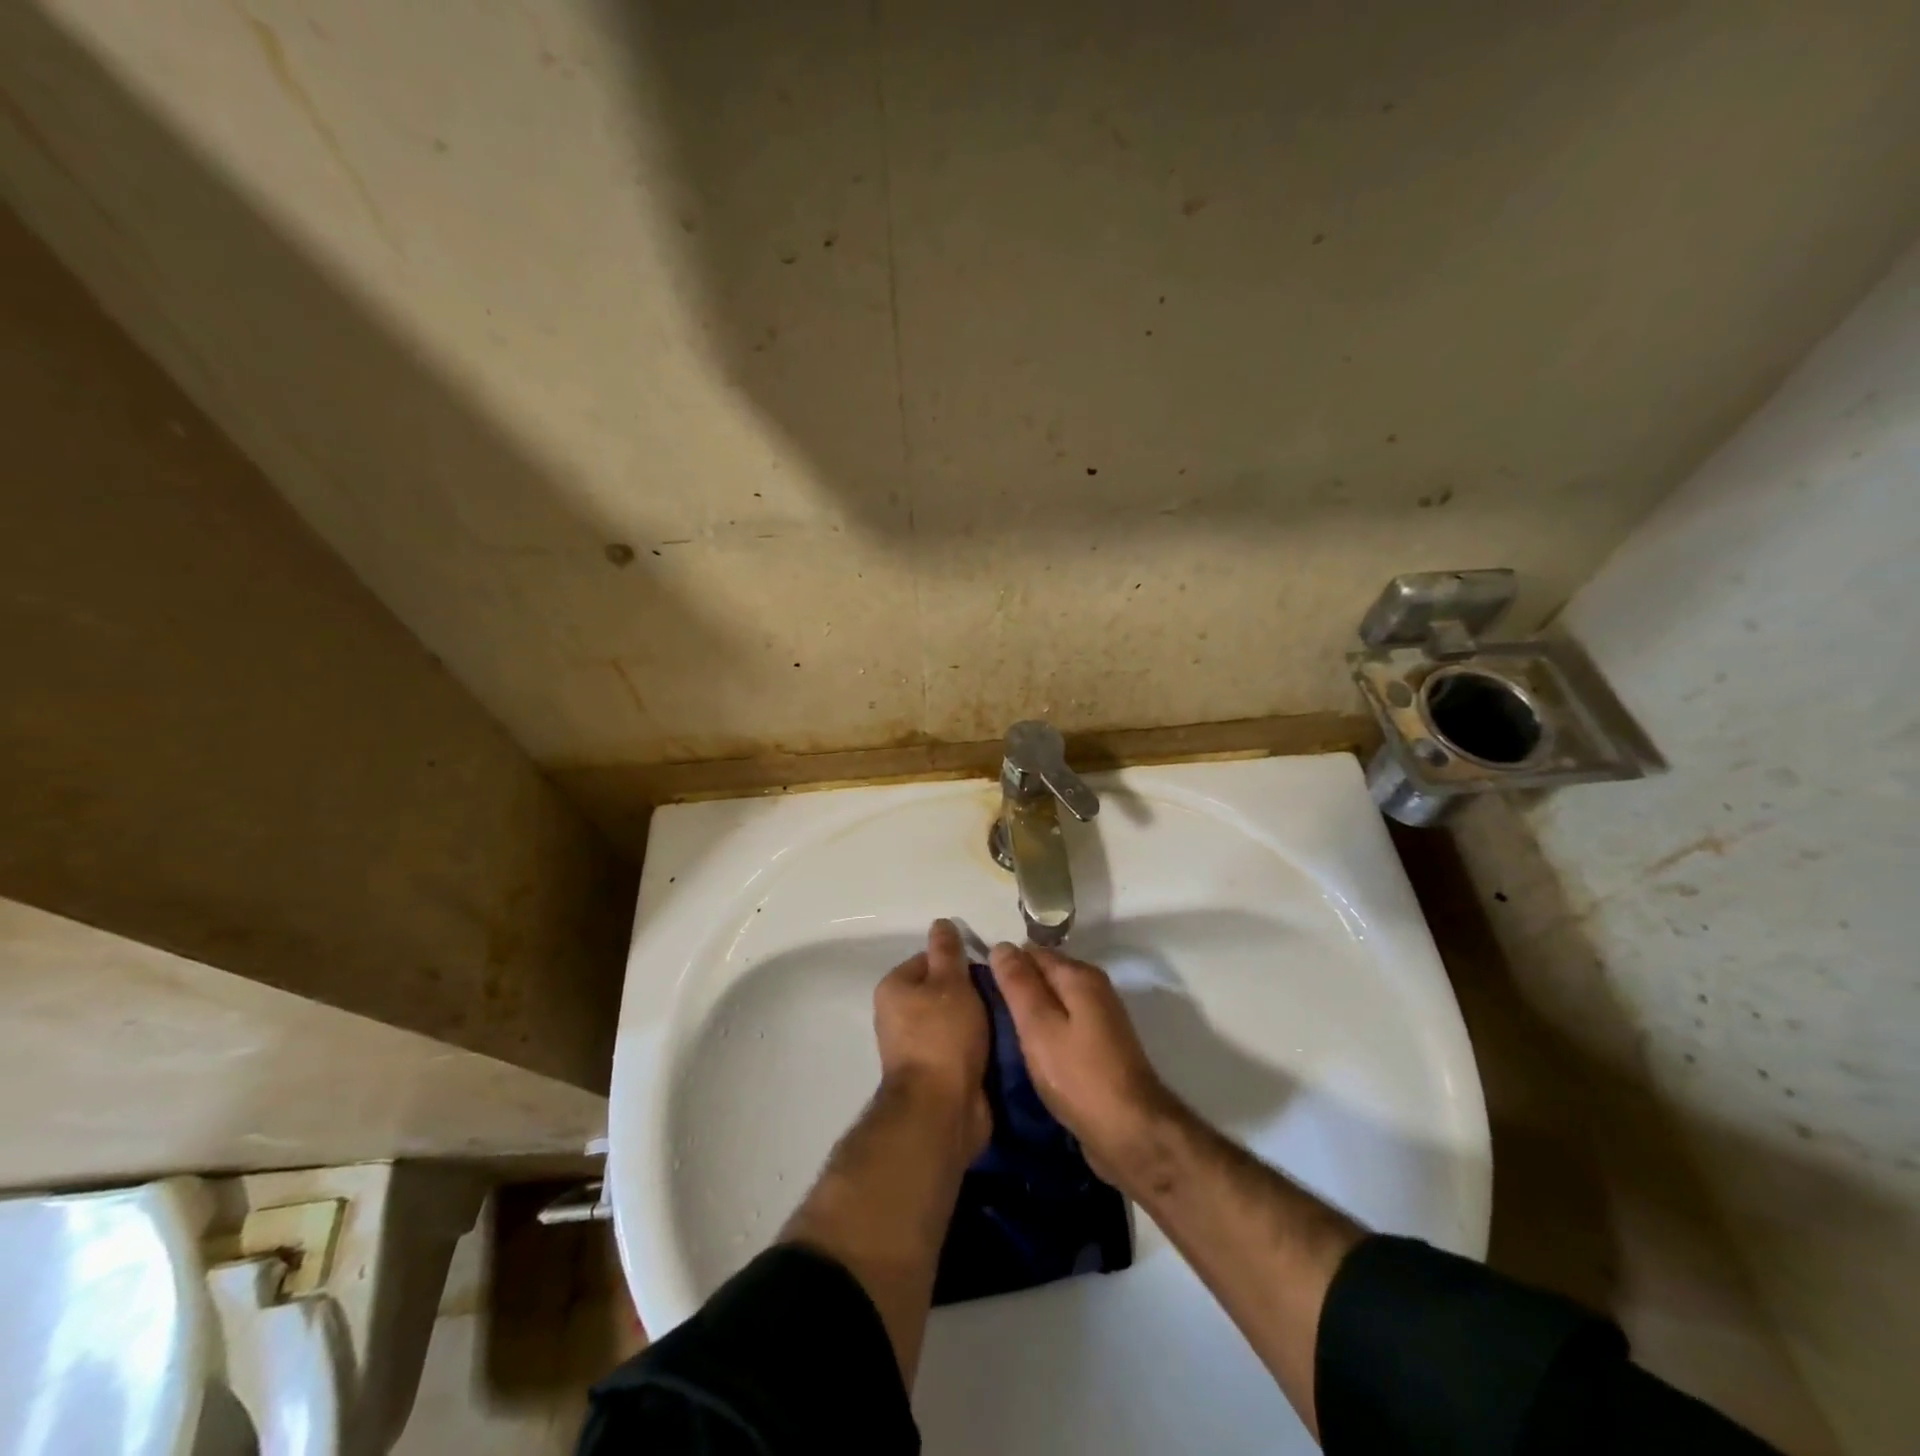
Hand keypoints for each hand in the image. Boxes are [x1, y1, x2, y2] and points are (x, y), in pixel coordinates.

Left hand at [873, 920, 990, 1155]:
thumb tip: (941, 923)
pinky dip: (981, 1045)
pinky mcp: (937, 1074)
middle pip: (944, 991)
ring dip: (981, 1020)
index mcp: (895, 988)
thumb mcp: (950, 983)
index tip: (988, 968)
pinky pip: (962, 1048)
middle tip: (1004, 991)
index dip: (959, 961)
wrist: (941, 1109)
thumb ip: (948, 952)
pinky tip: (1005, 1042)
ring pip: (956, 1021)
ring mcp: (917, 1048)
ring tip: (1011, 1014)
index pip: (929, 959)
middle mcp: (899, 1017)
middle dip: (974, 992)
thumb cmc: (943, 1035)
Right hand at [988, 942, 1181, 1183]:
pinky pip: (1064, 1025)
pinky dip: (1046, 1033)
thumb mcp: (1039, 1026)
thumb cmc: (1078, 1076)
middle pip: (1045, 975)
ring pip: (1054, 1002)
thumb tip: (1001, 945)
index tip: (978, 990)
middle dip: (1017, 989)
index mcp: (1079, 976)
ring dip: (1030, 1014)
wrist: (1130, 1132)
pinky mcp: (1100, 1047)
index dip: (1004, 967)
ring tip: (1000, 1034)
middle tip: (985, 1014)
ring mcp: (1100, 1018)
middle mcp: (1094, 988)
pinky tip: (1028, 1053)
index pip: (1031, 953)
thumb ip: (1019, 984)